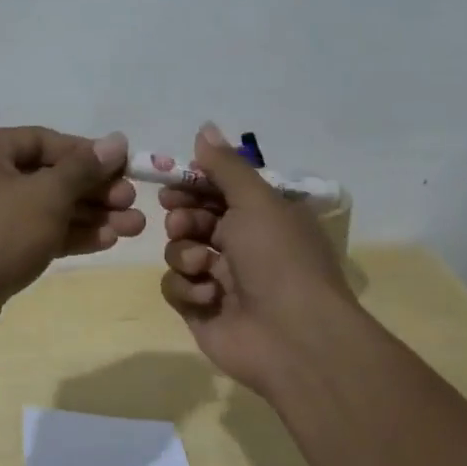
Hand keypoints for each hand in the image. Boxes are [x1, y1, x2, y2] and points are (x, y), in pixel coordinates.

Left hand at [0, 127, 144, 344]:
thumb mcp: (45, 196)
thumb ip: (83, 168)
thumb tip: (117, 140)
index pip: (44, 140)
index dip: (89, 154)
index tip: (126, 169)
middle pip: (47, 175)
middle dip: (94, 191)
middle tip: (132, 204)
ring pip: (45, 207)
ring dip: (89, 216)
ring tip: (134, 228)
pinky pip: (34, 232)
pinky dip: (67, 235)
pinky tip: (106, 241)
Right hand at [159, 123, 365, 397]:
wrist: (294, 337)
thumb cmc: (279, 259)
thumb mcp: (256, 200)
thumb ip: (225, 166)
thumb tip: (204, 127)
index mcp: (262, 217)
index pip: (218, 190)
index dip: (193, 184)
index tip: (173, 180)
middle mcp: (242, 245)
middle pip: (193, 219)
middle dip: (183, 217)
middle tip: (182, 221)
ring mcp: (220, 279)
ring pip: (179, 251)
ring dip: (185, 253)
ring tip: (202, 264)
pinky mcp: (202, 310)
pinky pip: (176, 287)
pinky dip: (187, 288)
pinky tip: (208, 296)